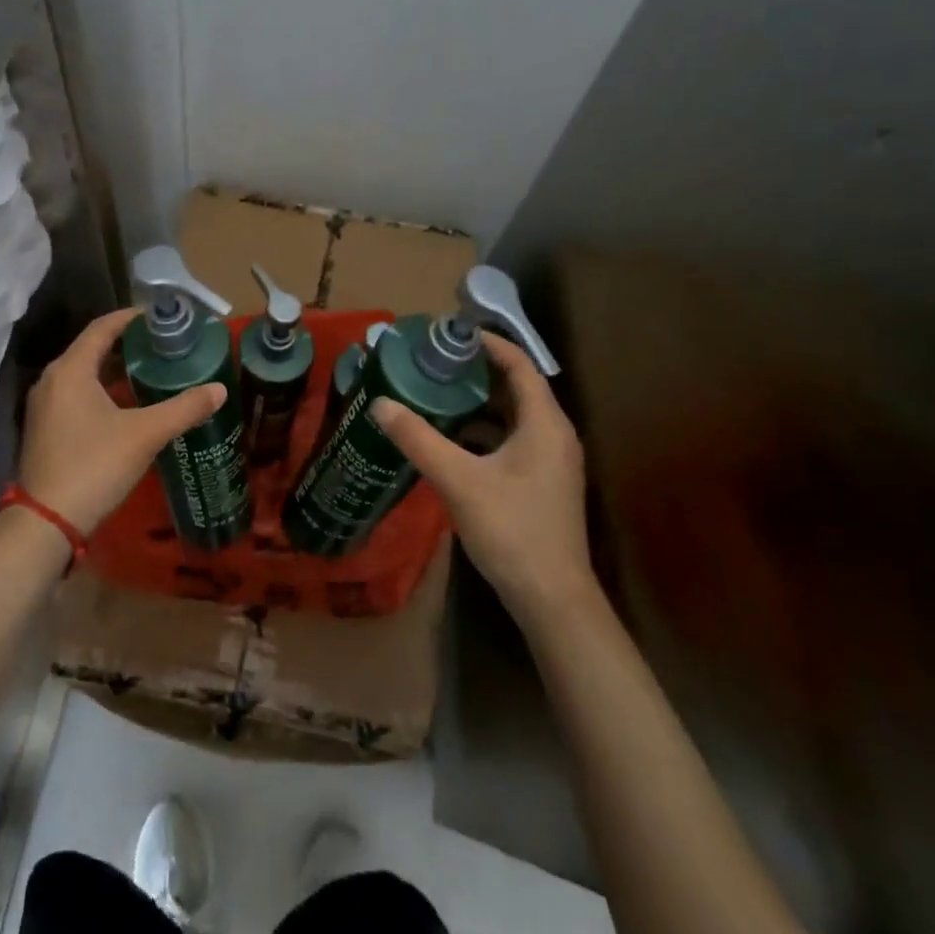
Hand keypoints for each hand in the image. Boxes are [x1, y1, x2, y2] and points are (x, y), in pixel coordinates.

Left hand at [17, 308, 226, 533]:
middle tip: (162, 344)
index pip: (102, 328)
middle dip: (127, 344)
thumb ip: (184, 408)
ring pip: (84, 374)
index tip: (159, 317)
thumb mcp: (145, 434)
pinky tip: (128, 405)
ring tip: (151, 370)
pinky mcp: (45, 428)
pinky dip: (102, 390)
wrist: (48, 521)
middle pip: (92, 349)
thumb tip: (219, 390)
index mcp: (71, 370)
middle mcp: (52, 380)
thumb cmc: (95, 465)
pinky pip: (77, 395)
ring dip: (115, 369)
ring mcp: (45, 406)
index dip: (131, 318)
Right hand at [372, 334, 590, 630]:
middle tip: (435, 362)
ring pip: (513, 417)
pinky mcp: (541, 483)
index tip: (452, 334)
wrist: (552, 598)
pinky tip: (450, 440)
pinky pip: (511, 441)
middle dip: (477, 372)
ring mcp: (551, 461)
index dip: (489, 344)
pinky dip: (483, 432)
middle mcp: (554, 435)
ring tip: (436, 393)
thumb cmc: (512, 530)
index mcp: (544, 423)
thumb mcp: (459, 480)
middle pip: (516, 388)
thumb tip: (380, 404)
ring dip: (478, 404)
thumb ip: (419, 439)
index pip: (519, 365)